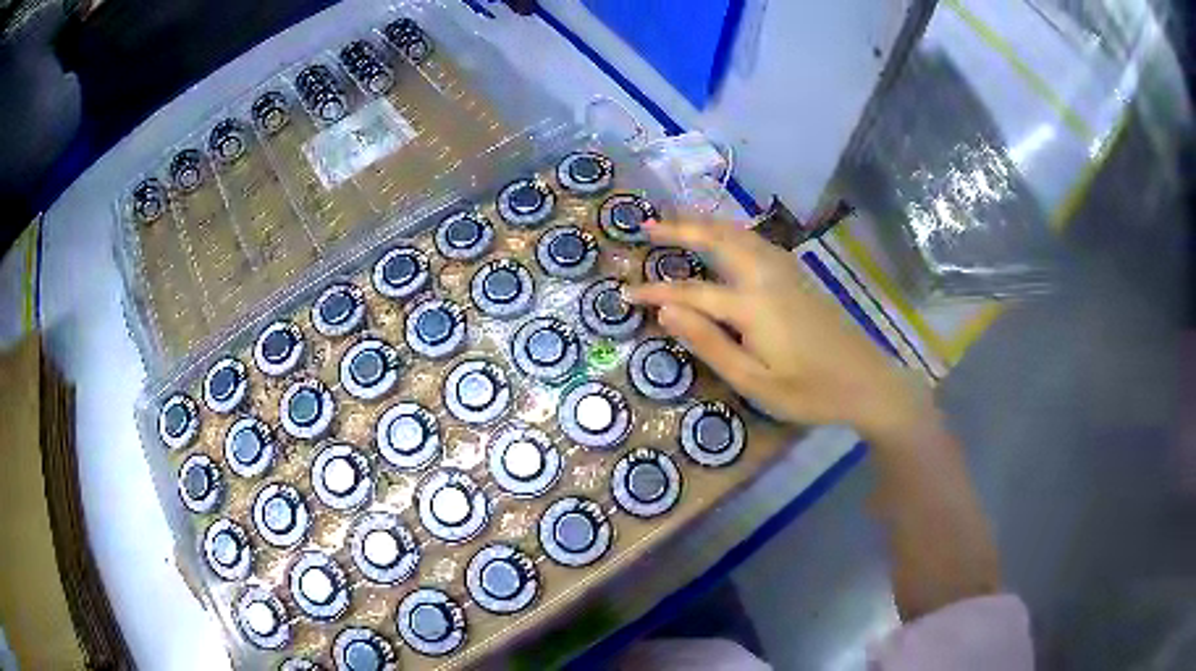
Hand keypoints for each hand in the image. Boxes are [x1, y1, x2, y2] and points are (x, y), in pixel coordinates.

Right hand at [626, 219, 931, 437]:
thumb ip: (710, 343)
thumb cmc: (809, 391)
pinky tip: (725, 236)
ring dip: (705, 223)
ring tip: (677, 220)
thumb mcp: (755, 382)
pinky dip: (730, 230)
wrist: (867, 381)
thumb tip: (666, 311)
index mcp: (753, 304)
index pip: (691, 291)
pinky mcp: (799, 274)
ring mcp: (787, 270)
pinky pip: (756, 240)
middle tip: (647, 224)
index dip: (656, 291)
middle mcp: (767, 275)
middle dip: (680, 228)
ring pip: (739, 233)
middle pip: (717, 240)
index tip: (626, 292)